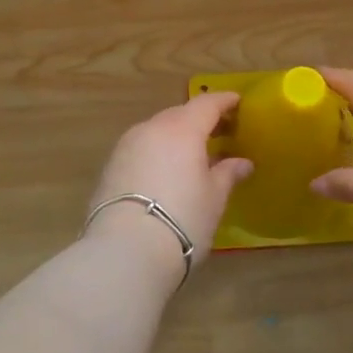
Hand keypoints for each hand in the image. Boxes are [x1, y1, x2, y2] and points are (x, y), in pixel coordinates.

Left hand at [89, 93, 252, 271]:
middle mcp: (152, 128)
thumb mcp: (213, 198)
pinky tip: (165, 171)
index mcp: (182, 129)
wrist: (125, 251)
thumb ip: (227, 174)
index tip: (236, 102)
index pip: (206, 104)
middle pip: (179, 114)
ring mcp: (126, 146)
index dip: (223, 101)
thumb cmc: (182, 219)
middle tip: (219, 131)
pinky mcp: (110, 166)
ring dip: (176, 136)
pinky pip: (141, 148)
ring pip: (157, 130)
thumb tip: (242, 163)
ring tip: (192, 154)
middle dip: (199, 119)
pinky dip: (157, 152)